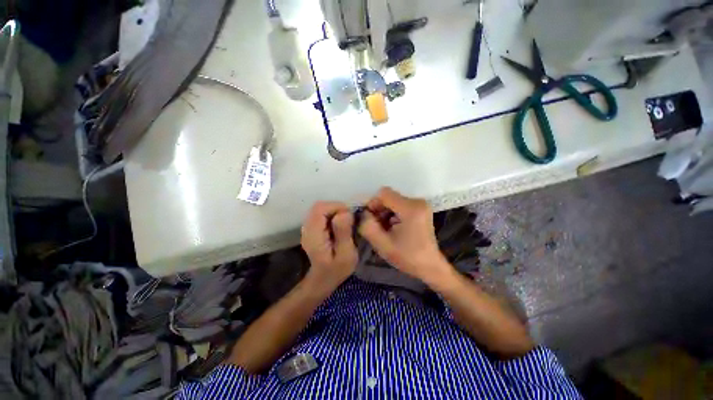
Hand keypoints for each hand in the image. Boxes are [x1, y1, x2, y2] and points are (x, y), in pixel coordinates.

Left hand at [301, 202, 357, 287]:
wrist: (323, 279)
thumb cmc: (337, 270)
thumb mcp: (346, 254)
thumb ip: (344, 233)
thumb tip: (344, 213)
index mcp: (314, 235)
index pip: (320, 209)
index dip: (336, 207)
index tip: (350, 216)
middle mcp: (307, 228)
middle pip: (319, 206)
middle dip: (337, 208)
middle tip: (349, 219)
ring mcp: (308, 227)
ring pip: (320, 209)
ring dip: (335, 211)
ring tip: (345, 222)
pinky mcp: (312, 228)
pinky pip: (321, 214)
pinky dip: (332, 214)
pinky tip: (339, 225)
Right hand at [358, 187, 453, 286]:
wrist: (430, 266)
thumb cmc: (407, 257)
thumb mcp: (382, 244)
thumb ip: (368, 226)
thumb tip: (364, 214)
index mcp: (410, 208)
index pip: (384, 193)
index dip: (373, 203)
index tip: (370, 219)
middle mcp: (418, 202)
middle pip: (389, 197)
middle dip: (379, 210)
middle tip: (377, 227)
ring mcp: (421, 204)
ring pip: (393, 201)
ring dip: (385, 213)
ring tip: (386, 230)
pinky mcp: (421, 209)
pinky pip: (400, 205)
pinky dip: (393, 214)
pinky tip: (393, 228)